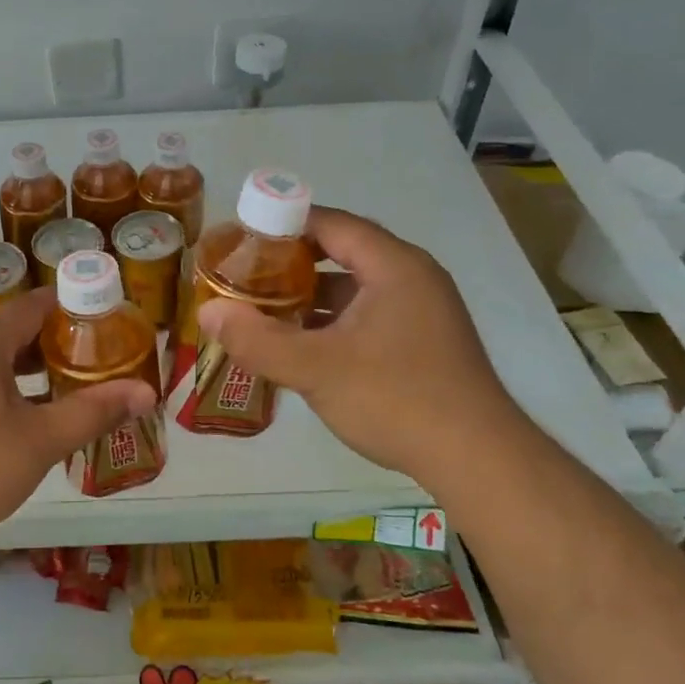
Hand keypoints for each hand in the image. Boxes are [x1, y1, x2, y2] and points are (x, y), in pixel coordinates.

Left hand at [0, 287, 157, 547]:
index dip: (76, 309)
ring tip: (77, 382)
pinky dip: (10, 382)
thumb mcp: (41, 440)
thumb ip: (94, 411)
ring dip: (36, 365)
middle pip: (17, 327)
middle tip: (103, 358)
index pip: (36, 304)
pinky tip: (34, 411)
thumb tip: (146, 393)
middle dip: (60, 340)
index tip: (113, 323)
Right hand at [197, 206, 524, 481]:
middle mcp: (412, 277)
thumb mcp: (315, 370)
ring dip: (310, 294)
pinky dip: (332, 319)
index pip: (331, 223)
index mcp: (394, 266)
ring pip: (354, 286)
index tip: (241, 237)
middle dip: (291, 261)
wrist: (477, 460)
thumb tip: (208, 312)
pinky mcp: (422, 340)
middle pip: (342, 250)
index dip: (283, 224)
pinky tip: (301, 342)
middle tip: (245, 273)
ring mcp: (422, 310)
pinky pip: (367, 313)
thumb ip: (257, 340)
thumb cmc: (396, 400)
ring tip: (263, 306)